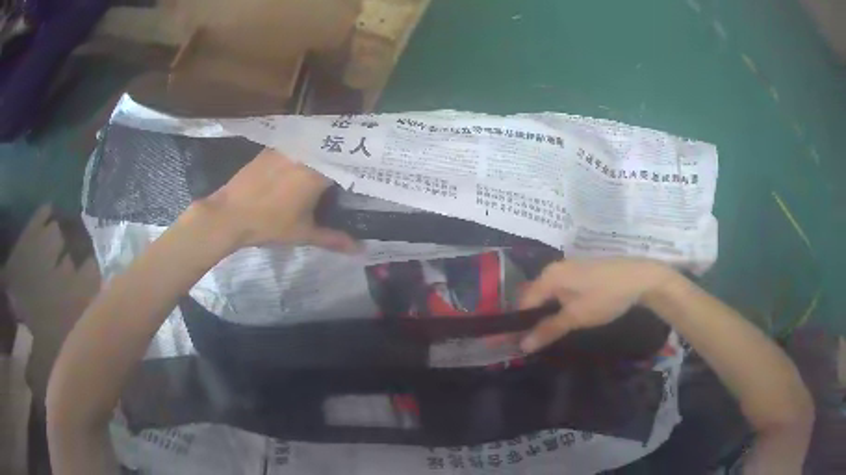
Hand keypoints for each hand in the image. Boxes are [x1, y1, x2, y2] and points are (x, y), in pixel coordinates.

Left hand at [196, 149, 358, 251]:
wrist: (230, 214)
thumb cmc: (269, 224)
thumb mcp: (303, 234)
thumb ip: (333, 238)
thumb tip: (360, 250)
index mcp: (317, 172)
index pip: (348, 162)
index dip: (360, 165)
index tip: (370, 169)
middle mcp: (305, 153)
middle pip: (333, 148)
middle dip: (345, 155)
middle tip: (354, 164)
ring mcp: (287, 147)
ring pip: (315, 142)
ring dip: (325, 148)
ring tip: (333, 158)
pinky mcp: (272, 147)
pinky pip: (296, 142)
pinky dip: (306, 147)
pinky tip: (306, 157)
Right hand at [518, 258, 675, 352]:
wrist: (640, 278)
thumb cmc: (605, 296)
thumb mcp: (576, 316)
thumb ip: (548, 329)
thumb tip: (522, 346)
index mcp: (548, 276)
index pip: (524, 303)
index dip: (520, 325)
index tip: (521, 346)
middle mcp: (554, 269)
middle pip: (535, 298)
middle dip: (534, 320)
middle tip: (538, 343)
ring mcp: (569, 269)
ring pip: (549, 295)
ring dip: (547, 314)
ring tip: (551, 335)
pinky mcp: (581, 273)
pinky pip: (561, 291)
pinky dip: (560, 306)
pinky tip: (568, 319)